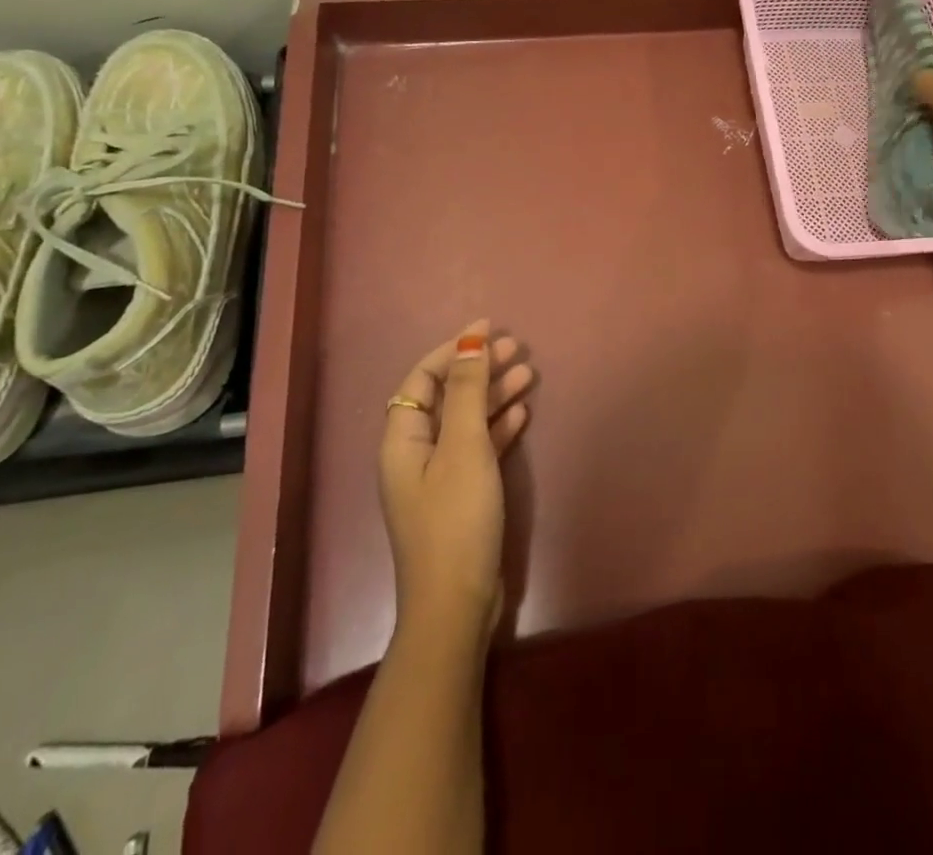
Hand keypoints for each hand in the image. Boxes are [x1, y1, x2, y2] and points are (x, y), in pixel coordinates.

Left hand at [379, 320, 535, 634]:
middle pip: (446, 396)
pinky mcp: (461, 495)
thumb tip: (469, 341)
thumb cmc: (456, 518)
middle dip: (478, 368)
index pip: (423, 378)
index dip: (453, 349)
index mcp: (403, 438)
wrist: (458, 603)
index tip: (488, 329)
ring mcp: (439, 475)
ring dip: (494, 395)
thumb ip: (468, 392)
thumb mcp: (464, 447)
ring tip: (529, 373)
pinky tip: (523, 413)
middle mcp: (416, 452)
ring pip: (466, 420)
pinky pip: (479, 446)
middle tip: (516, 348)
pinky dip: (498, 426)